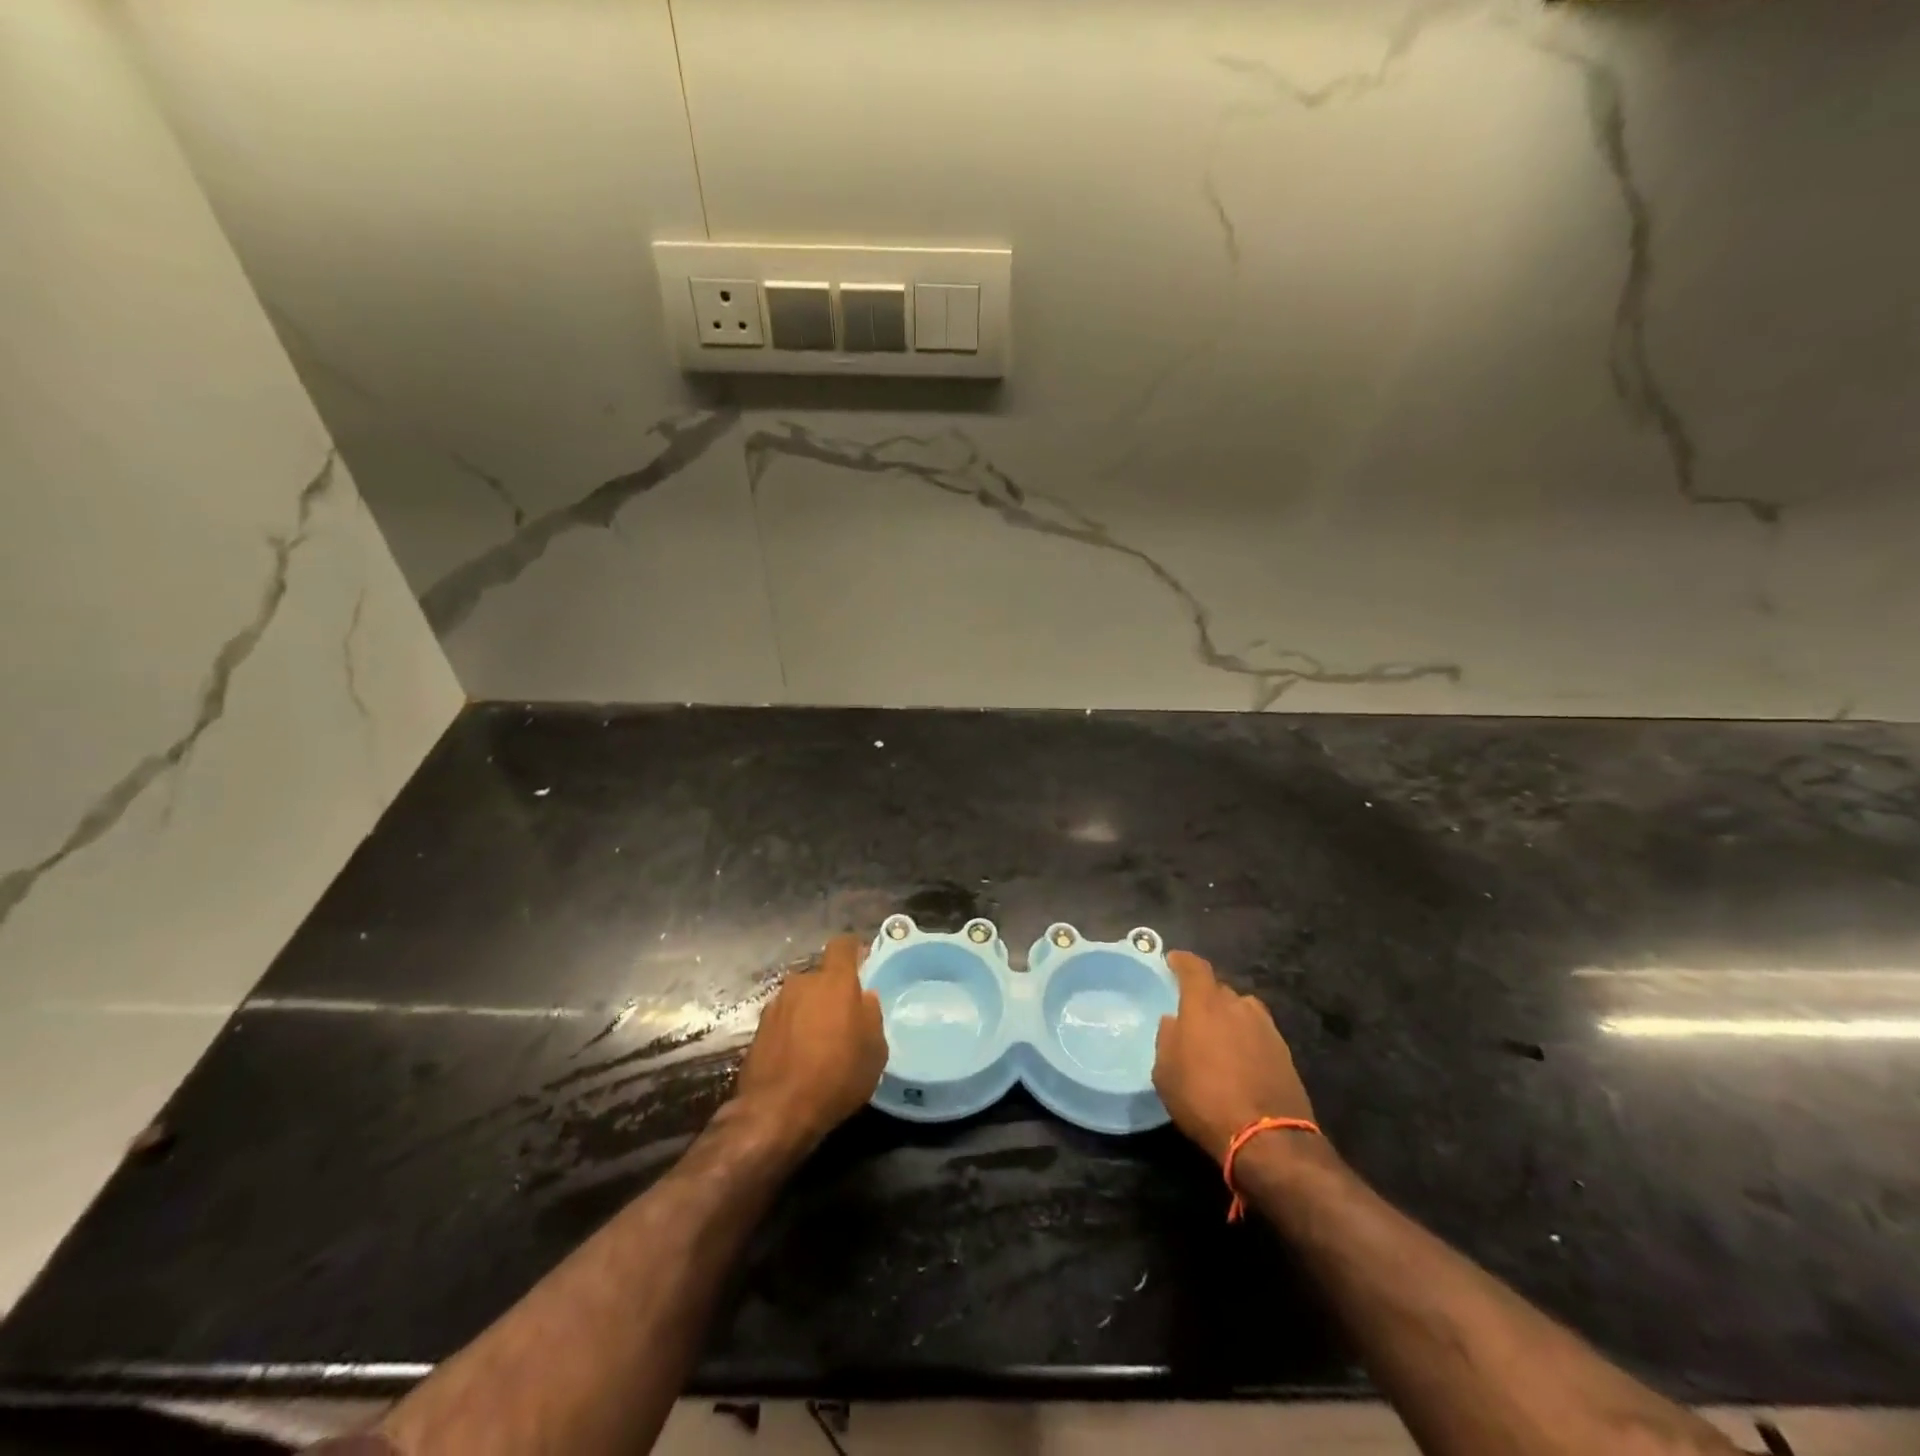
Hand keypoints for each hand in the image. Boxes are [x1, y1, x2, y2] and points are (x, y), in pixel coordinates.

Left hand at [733, 934, 887, 1145]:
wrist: (776, 1111)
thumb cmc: (837, 1076)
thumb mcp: (875, 1051)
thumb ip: (871, 1015)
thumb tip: (864, 998)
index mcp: (834, 981)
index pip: (843, 946)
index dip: (854, 950)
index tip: (862, 961)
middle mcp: (802, 983)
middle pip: (821, 976)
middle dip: (832, 991)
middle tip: (843, 1018)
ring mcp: (776, 1004)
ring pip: (801, 998)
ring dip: (810, 1011)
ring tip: (819, 1042)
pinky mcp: (757, 1028)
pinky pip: (784, 1019)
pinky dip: (792, 1030)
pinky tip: (798, 1056)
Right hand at [1153, 951, 1316, 1163]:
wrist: (1267, 1138)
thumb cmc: (1204, 1100)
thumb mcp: (1166, 1073)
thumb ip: (1167, 1038)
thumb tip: (1174, 1021)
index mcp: (1204, 1004)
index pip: (1194, 967)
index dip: (1182, 961)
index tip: (1172, 961)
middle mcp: (1238, 1007)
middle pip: (1220, 989)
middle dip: (1205, 995)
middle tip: (1193, 1013)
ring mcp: (1266, 1028)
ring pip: (1242, 1010)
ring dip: (1229, 1016)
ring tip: (1219, 1036)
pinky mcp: (1284, 1052)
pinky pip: (1258, 1033)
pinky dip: (1247, 1038)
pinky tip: (1240, 1059)